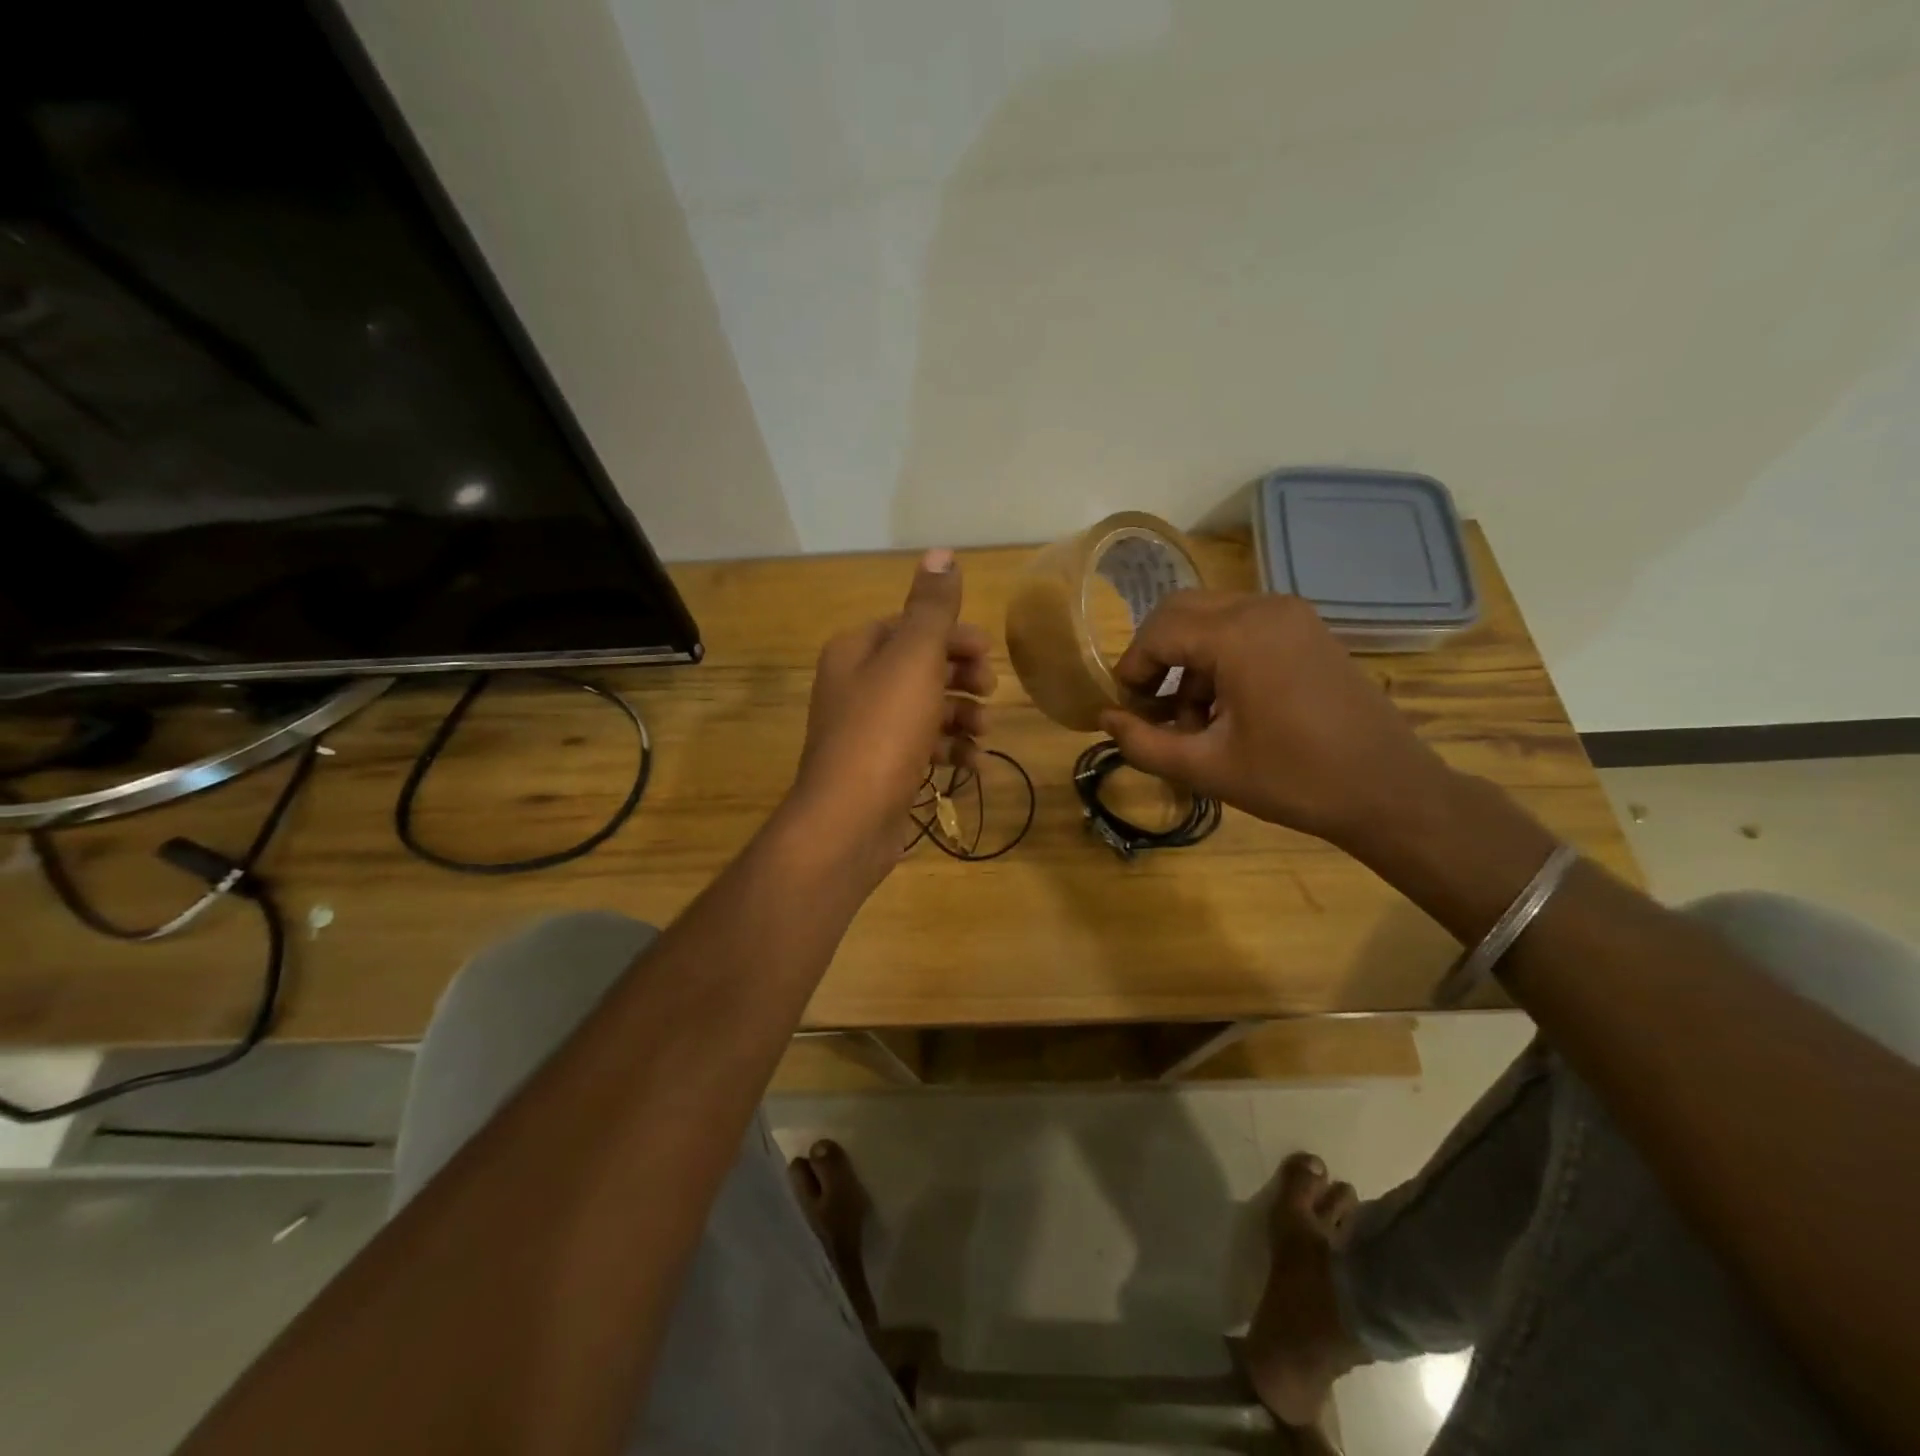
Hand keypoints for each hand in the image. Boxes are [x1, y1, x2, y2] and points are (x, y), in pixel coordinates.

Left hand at [786, 549, 994, 880]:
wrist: (848, 820)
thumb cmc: (883, 730)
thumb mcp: (913, 659)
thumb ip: (931, 607)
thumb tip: (942, 552)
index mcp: (857, 650)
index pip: (910, 626)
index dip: (952, 635)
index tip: (987, 653)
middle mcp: (857, 685)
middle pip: (920, 666)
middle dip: (960, 676)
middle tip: (989, 690)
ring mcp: (868, 731)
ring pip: (925, 709)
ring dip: (961, 715)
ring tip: (984, 732)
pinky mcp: (881, 769)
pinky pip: (922, 748)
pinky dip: (950, 751)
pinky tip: (975, 765)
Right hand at [1098, 591, 1451, 852]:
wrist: (1389, 790)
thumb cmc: (1294, 780)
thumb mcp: (1206, 768)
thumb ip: (1144, 743)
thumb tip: (1105, 719)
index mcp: (1238, 635)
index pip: (1158, 631)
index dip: (1131, 668)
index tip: (1126, 710)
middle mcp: (1264, 607)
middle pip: (1181, 611)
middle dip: (1155, 656)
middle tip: (1150, 706)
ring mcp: (1292, 614)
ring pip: (1211, 617)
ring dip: (1188, 659)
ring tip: (1192, 719)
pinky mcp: (1308, 629)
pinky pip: (1243, 626)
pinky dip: (1219, 656)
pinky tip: (1227, 707)